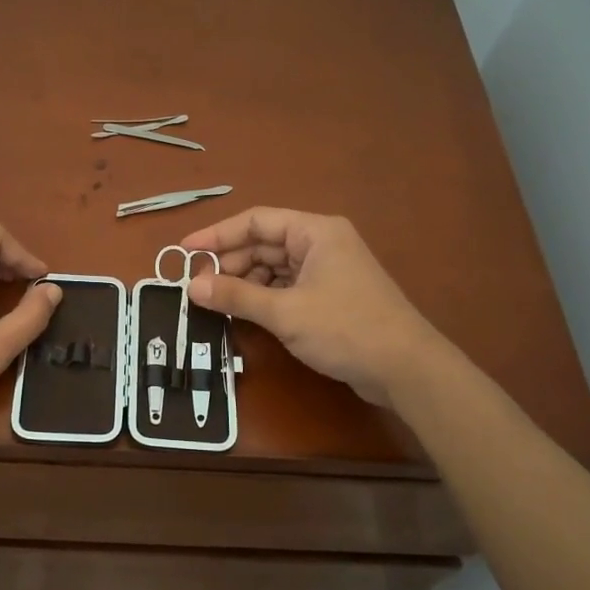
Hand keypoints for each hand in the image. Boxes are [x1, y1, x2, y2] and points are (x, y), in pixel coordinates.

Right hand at [181, 208, 445, 408]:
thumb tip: (191, 286)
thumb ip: (235, 296)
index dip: (217, 235)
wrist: (405, 368)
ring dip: (245, 284)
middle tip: (198, 288)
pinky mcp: (330, 297)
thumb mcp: (285, 313)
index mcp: (315, 232)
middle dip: (230, 264)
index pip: (256, 221)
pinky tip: (244, 313)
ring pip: (274, 268)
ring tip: (216, 303)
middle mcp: (321, 244)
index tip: (184, 252)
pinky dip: (264, 298)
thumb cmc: (346, 328)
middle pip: (264, 244)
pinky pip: (287, 288)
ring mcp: (328, 271)